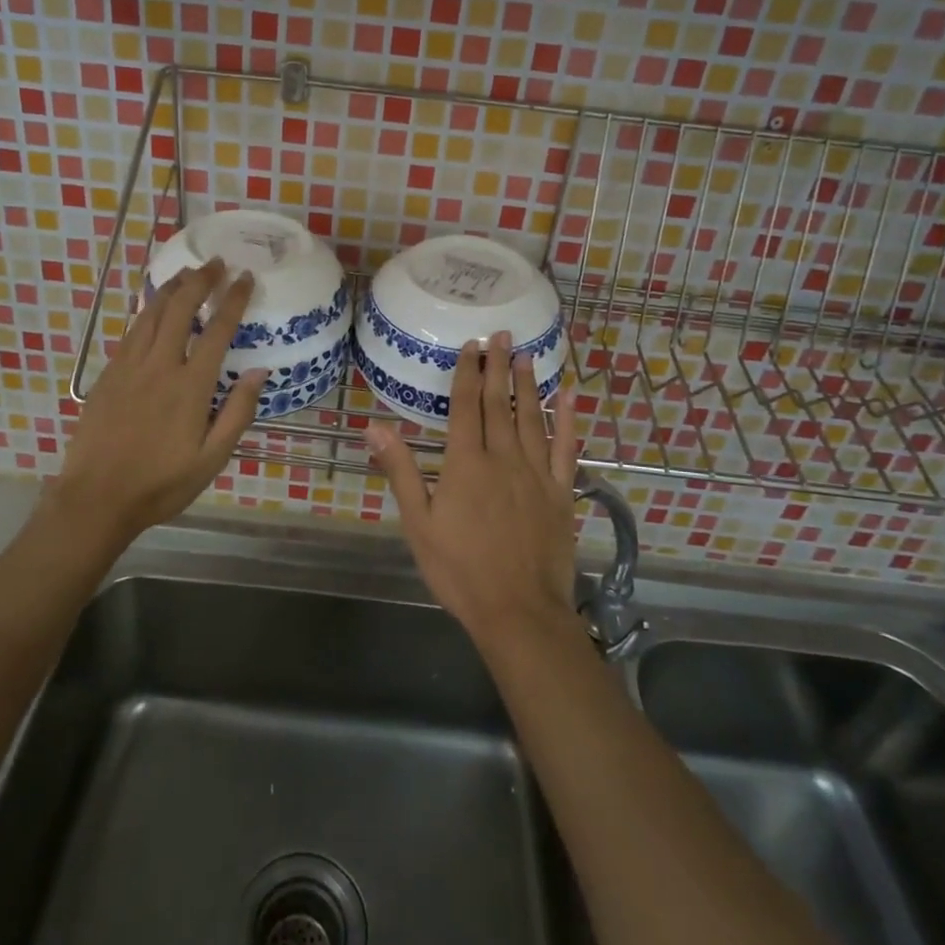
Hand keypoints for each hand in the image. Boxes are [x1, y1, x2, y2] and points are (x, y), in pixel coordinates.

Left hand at [44, 259, 266, 548]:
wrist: (95, 499)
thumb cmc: (161, 484)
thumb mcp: (212, 459)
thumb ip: (238, 413)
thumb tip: (259, 371)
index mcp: (190, 386)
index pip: (216, 330)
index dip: (233, 299)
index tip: (246, 277)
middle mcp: (158, 366)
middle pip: (179, 309)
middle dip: (200, 280)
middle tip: (216, 262)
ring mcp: (128, 368)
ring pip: (150, 314)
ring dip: (171, 288)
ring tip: (186, 272)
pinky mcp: (108, 375)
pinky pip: (131, 332)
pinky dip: (147, 311)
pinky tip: (153, 308)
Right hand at [366, 331, 581, 648]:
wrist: (518, 611)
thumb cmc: (460, 569)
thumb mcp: (418, 523)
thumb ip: (401, 471)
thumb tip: (375, 427)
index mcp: (466, 462)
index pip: (466, 405)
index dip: (468, 372)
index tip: (472, 344)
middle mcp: (503, 457)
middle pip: (499, 403)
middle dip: (499, 366)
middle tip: (503, 334)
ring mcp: (537, 474)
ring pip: (532, 418)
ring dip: (529, 384)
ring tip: (528, 355)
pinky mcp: (561, 493)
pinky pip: (567, 450)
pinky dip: (568, 422)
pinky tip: (569, 399)